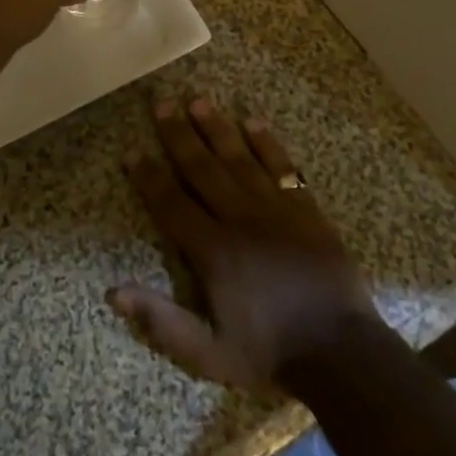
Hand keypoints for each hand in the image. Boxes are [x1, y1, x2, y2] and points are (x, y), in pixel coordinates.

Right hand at [111, 99, 380, 392]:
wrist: (343, 353)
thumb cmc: (271, 354)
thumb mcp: (209, 354)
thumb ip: (162, 321)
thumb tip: (113, 292)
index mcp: (214, 251)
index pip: (172, 204)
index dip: (149, 178)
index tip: (132, 152)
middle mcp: (240, 219)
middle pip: (202, 169)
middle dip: (179, 135)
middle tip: (162, 104)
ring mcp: (276, 209)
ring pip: (239, 159)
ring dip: (217, 128)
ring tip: (198, 101)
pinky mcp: (306, 209)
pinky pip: (282, 167)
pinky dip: (268, 144)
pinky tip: (253, 121)